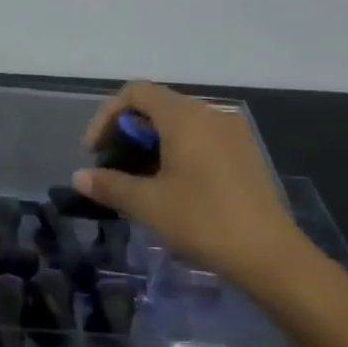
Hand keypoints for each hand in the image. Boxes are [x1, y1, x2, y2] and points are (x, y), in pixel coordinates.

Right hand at [74, 81, 311, 294]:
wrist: (268, 253)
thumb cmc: (201, 220)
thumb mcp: (146, 203)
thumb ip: (109, 184)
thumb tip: (79, 177)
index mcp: (184, 117)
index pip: (135, 93)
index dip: (106, 116)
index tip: (95, 152)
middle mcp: (210, 114)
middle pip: (156, 106)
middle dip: (126, 132)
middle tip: (112, 167)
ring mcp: (232, 133)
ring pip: (179, 123)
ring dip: (150, 144)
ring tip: (137, 179)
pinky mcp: (244, 153)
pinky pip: (200, 138)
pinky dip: (175, 151)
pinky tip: (169, 185)